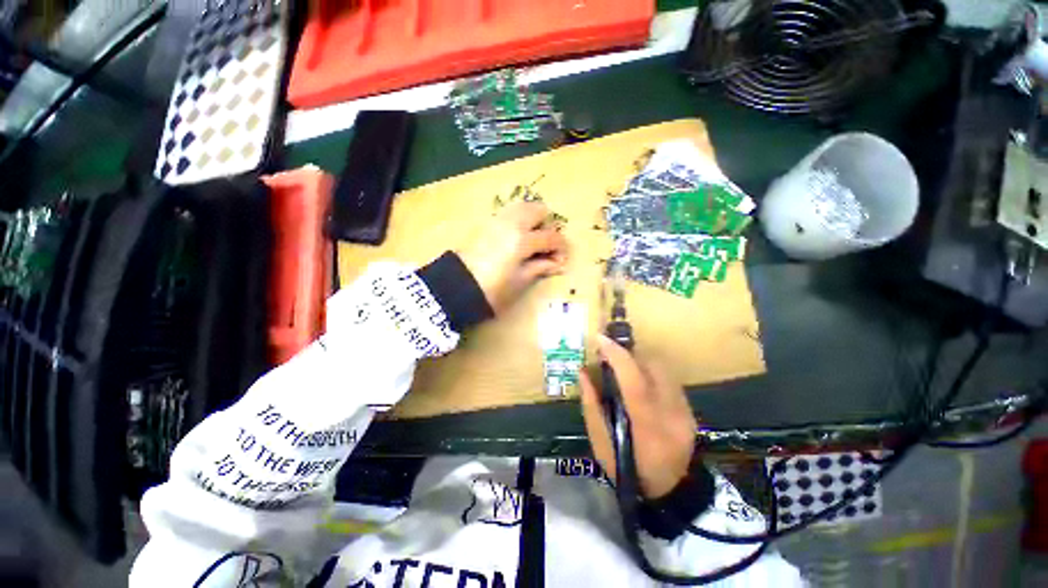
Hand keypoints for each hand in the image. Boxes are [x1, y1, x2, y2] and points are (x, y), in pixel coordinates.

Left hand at [456, 201, 567, 312]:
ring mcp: (497, 219)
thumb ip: (540, 267)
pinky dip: (519, 220)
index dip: (561, 249)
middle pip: (539, 210)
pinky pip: (509, 213)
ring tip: (531, 242)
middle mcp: (512, 222)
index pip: (552, 237)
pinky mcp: (486, 222)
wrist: (457, 286)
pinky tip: (516, 239)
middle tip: (545, 247)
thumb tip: (557, 264)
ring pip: (523, 207)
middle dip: (548, 227)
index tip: (561, 261)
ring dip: (533, 220)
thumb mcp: (520, 281)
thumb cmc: (492, 288)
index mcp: (522, 239)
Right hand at [580, 335, 696, 498]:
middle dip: (629, 355)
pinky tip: (640, 383)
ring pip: (663, 369)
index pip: (634, 381)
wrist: (671, 491)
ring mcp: (685, 410)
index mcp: (647, 426)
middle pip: (654, 367)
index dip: (617, 356)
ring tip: (624, 369)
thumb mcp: (601, 443)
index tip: (601, 339)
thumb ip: (591, 406)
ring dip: (640, 362)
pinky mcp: (690, 409)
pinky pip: (668, 378)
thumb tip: (583, 372)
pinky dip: (650, 373)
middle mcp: (672, 413)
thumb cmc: (628, 469)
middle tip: (610, 358)